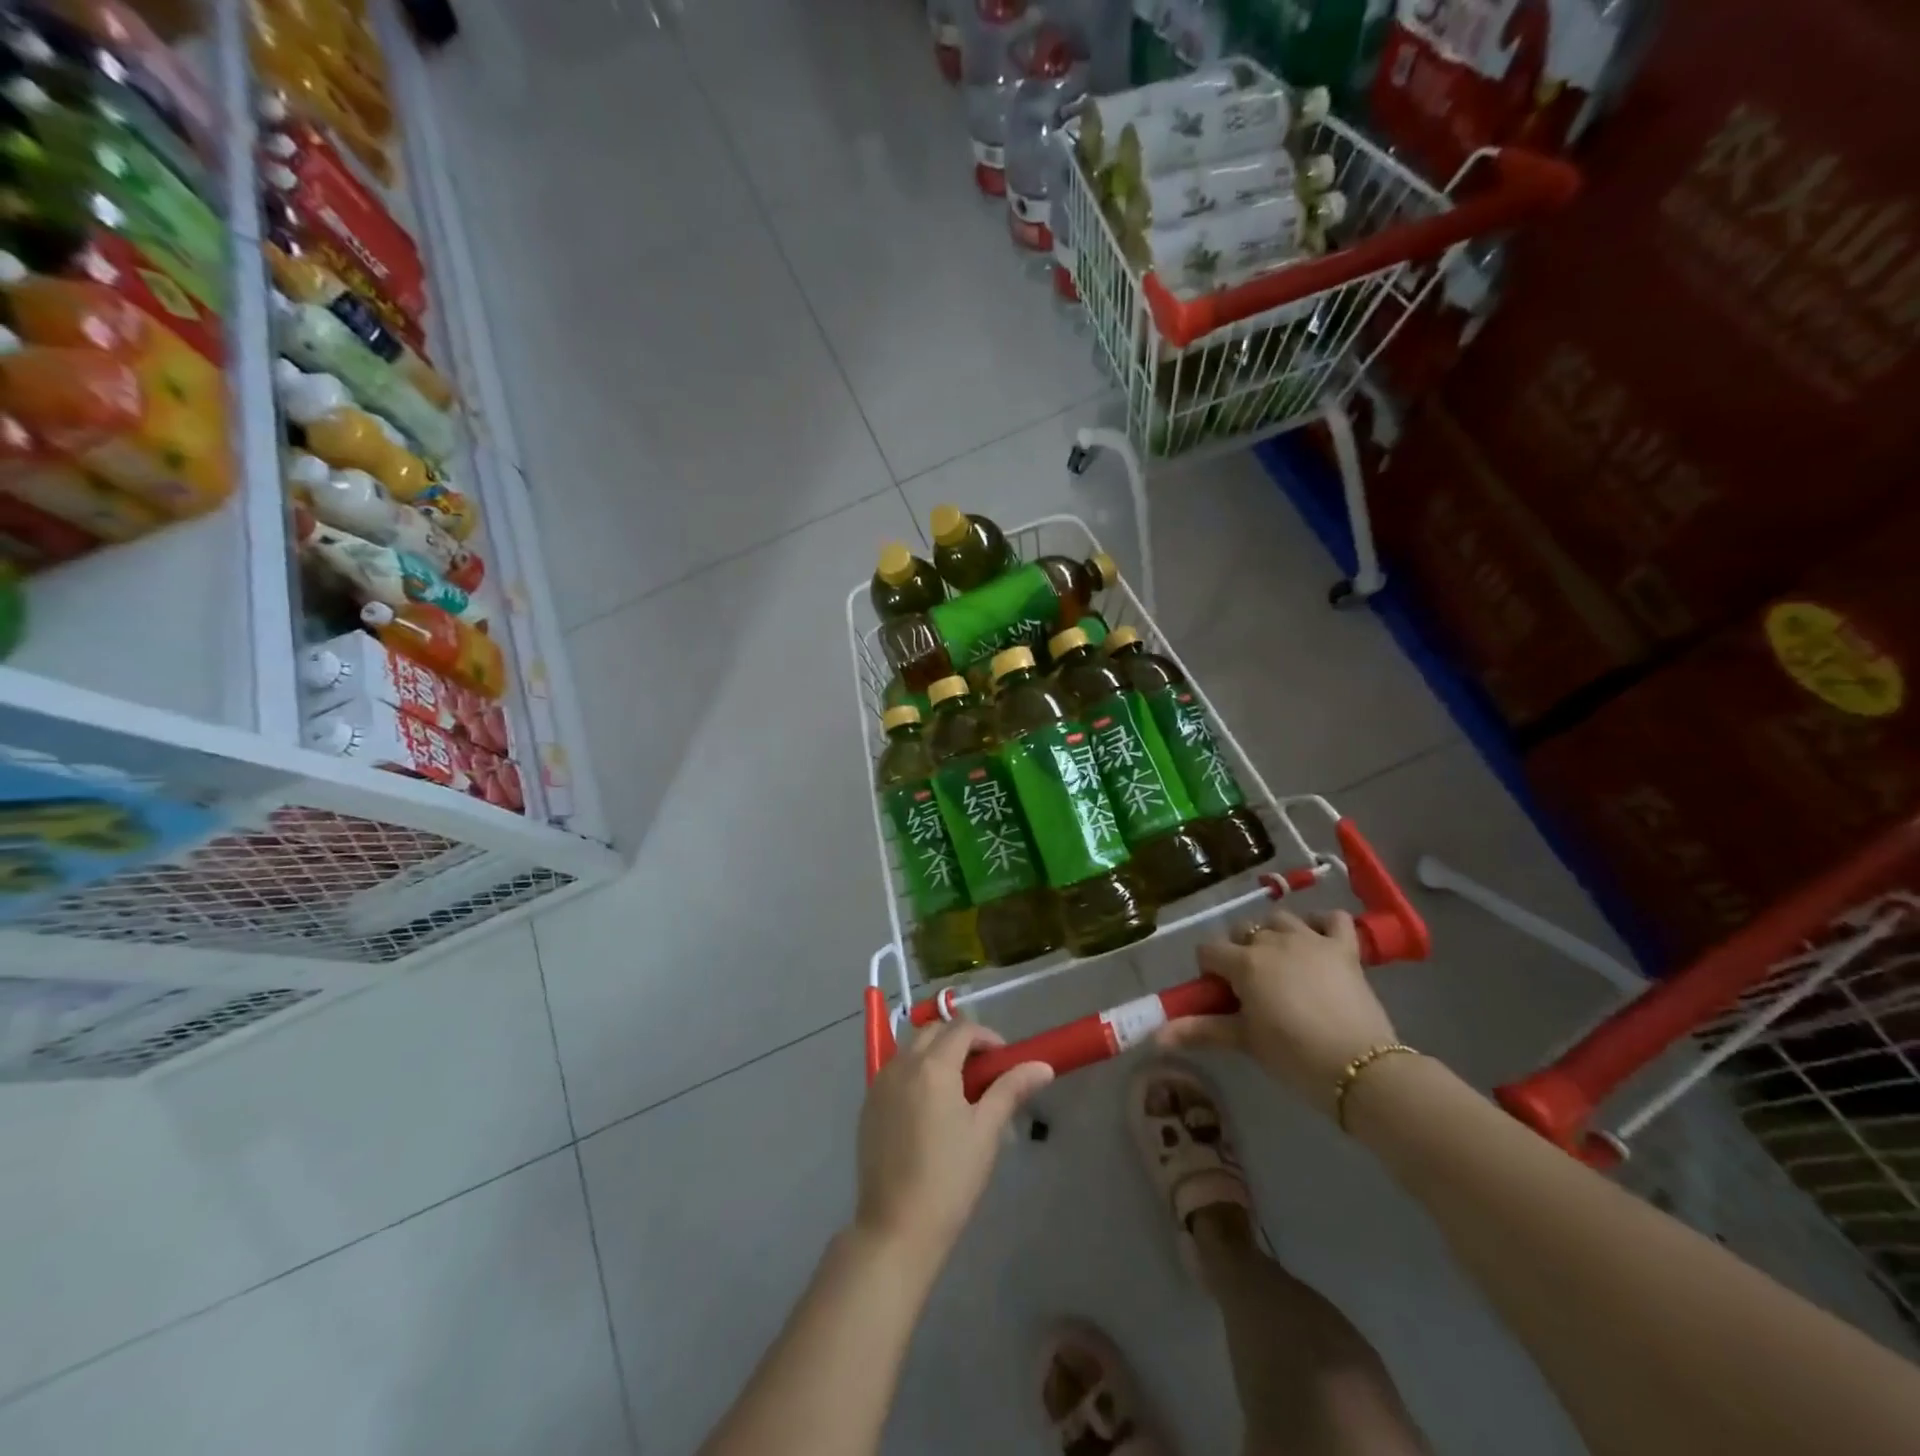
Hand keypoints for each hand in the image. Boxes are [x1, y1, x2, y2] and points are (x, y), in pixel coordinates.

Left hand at [854, 1020, 1053, 1273]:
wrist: (896, 1227)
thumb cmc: (949, 1178)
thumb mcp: (986, 1131)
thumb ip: (1011, 1089)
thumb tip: (1042, 1066)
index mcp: (932, 1066)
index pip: (962, 1029)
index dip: (987, 1037)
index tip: (1004, 1060)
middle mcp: (902, 1064)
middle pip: (933, 1031)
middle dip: (960, 1040)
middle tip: (983, 1071)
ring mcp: (880, 1083)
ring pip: (911, 1048)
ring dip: (935, 1053)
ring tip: (958, 1088)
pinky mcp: (868, 1105)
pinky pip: (895, 1070)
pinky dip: (915, 1071)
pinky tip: (929, 1106)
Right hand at [1158, 909, 1398, 1115]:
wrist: (1359, 1068)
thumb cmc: (1293, 1055)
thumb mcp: (1244, 1041)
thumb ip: (1199, 1030)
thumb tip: (1154, 1038)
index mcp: (1244, 962)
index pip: (1209, 951)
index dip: (1210, 970)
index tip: (1220, 994)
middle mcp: (1273, 941)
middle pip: (1243, 931)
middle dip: (1241, 951)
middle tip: (1251, 986)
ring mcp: (1311, 940)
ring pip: (1281, 919)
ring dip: (1275, 935)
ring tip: (1281, 963)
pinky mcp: (1345, 949)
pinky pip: (1333, 918)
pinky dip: (1323, 923)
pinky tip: (1318, 939)